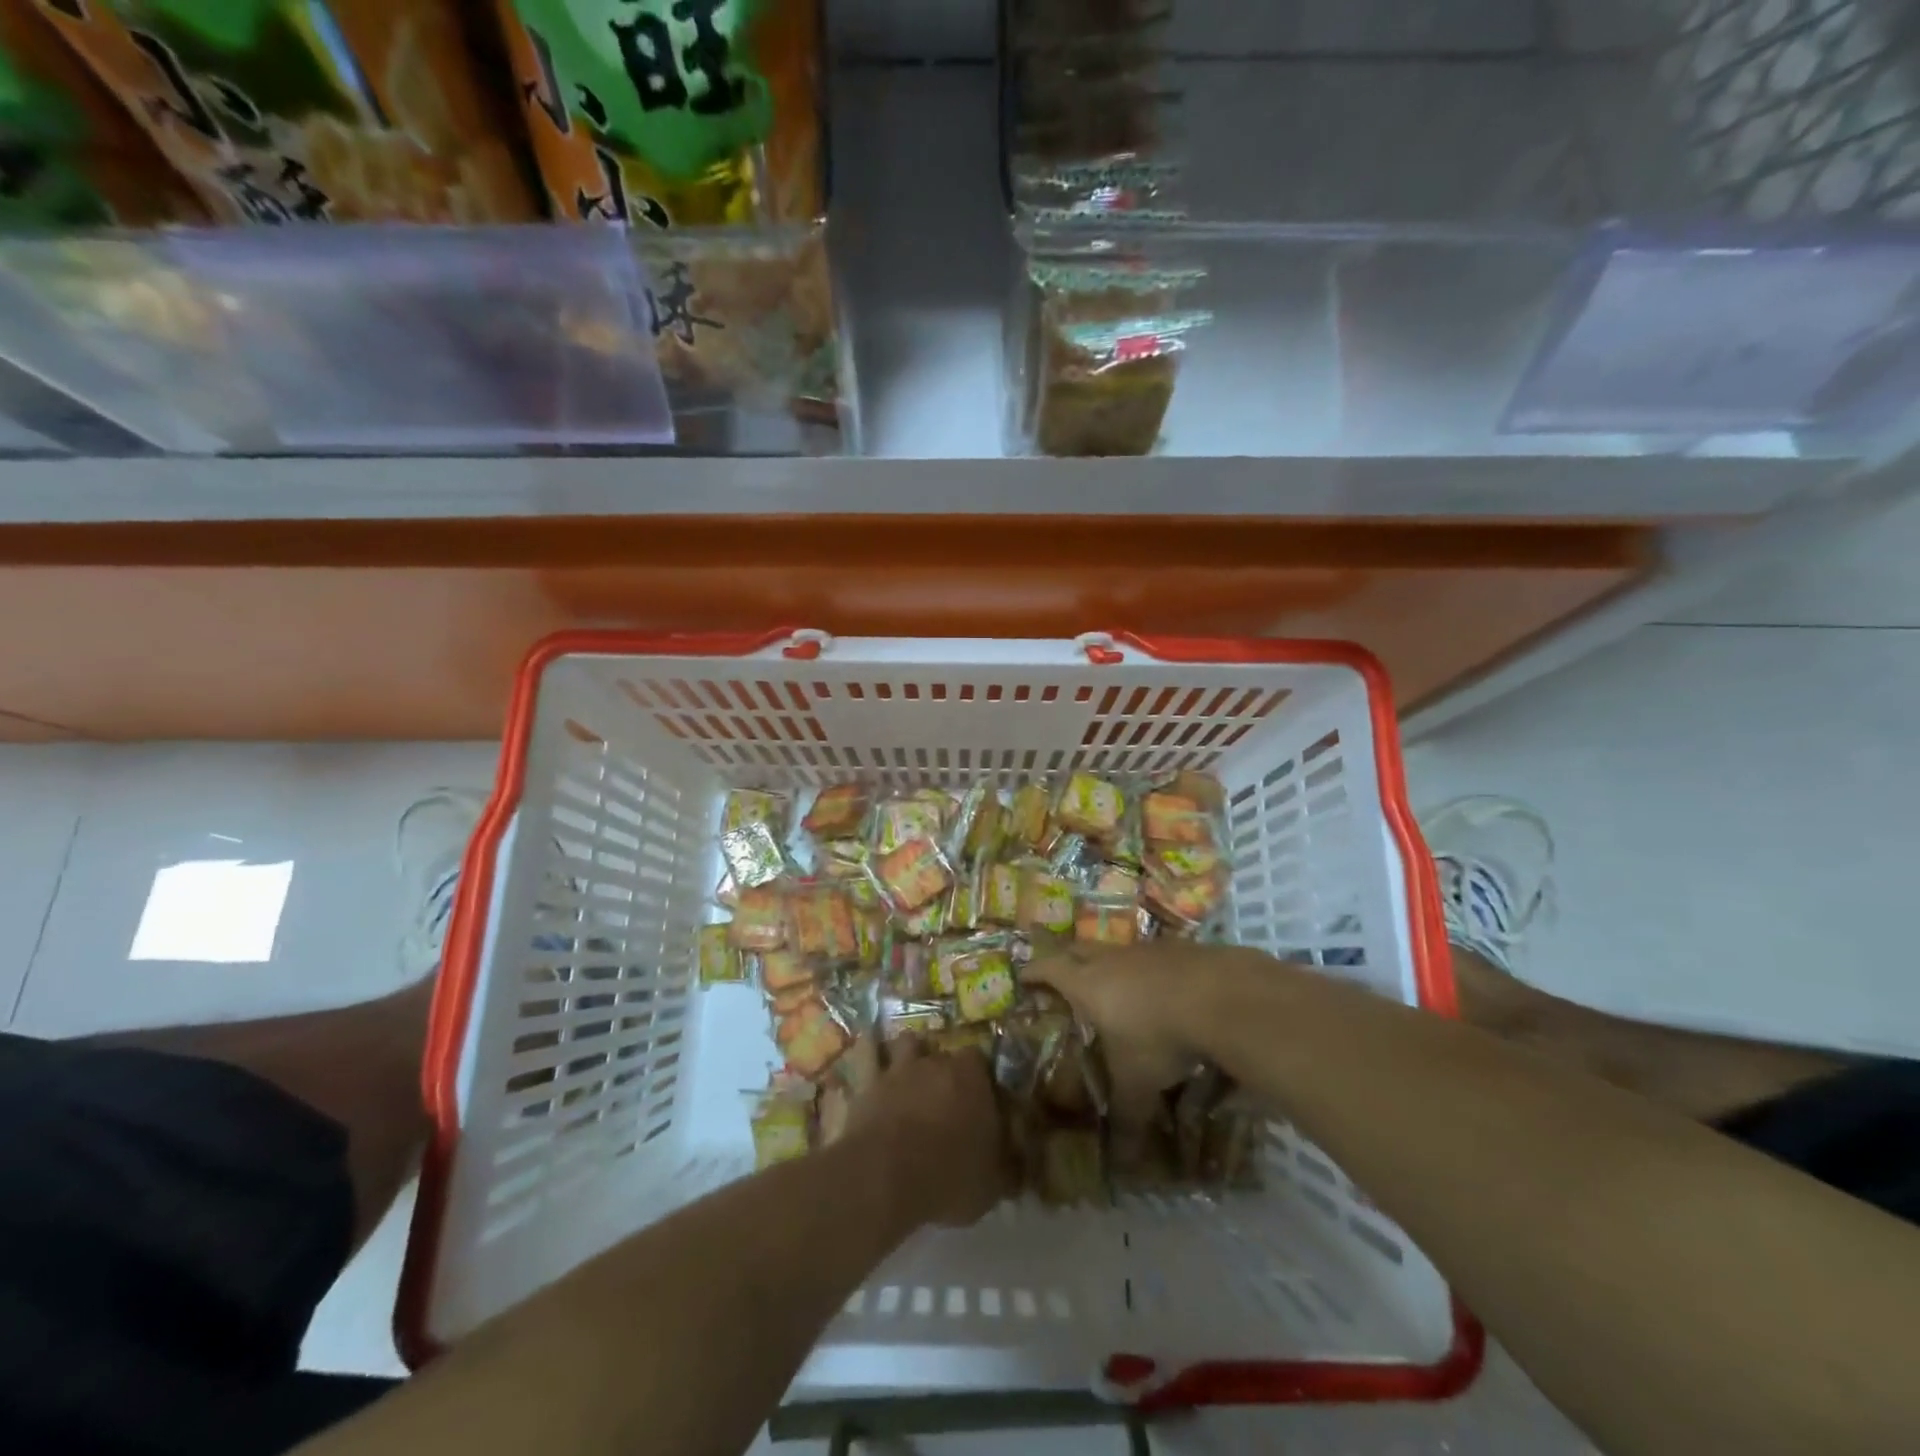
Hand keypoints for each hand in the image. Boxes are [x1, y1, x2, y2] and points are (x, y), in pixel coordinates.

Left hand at [847, 1038, 1008, 1228]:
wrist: (885, 1175)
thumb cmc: (948, 1175)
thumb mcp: (991, 1186)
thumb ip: (1006, 1170)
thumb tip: (1016, 1168)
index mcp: (973, 1078)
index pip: (983, 1063)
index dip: (982, 1081)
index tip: (982, 1103)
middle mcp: (937, 1062)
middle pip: (946, 1054)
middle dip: (947, 1071)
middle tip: (948, 1098)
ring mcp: (900, 1067)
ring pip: (908, 1043)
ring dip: (911, 1054)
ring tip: (912, 1074)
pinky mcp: (868, 1080)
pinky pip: (868, 1053)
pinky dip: (870, 1052)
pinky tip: (870, 1054)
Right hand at [1024, 941, 1266, 1136]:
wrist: (1217, 995)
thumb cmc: (1158, 1037)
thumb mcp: (1138, 1084)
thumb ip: (1127, 1119)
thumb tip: (1121, 1166)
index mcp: (1087, 985)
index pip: (1049, 970)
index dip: (1034, 972)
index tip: (1022, 975)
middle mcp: (1110, 960)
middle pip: (1077, 948)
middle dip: (1065, 958)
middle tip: (1061, 973)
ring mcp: (1145, 949)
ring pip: (1116, 951)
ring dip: (1109, 964)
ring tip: (1113, 984)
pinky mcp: (1178, 949)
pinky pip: (1152, 956)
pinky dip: (1148, 969)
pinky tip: (1162, 989)